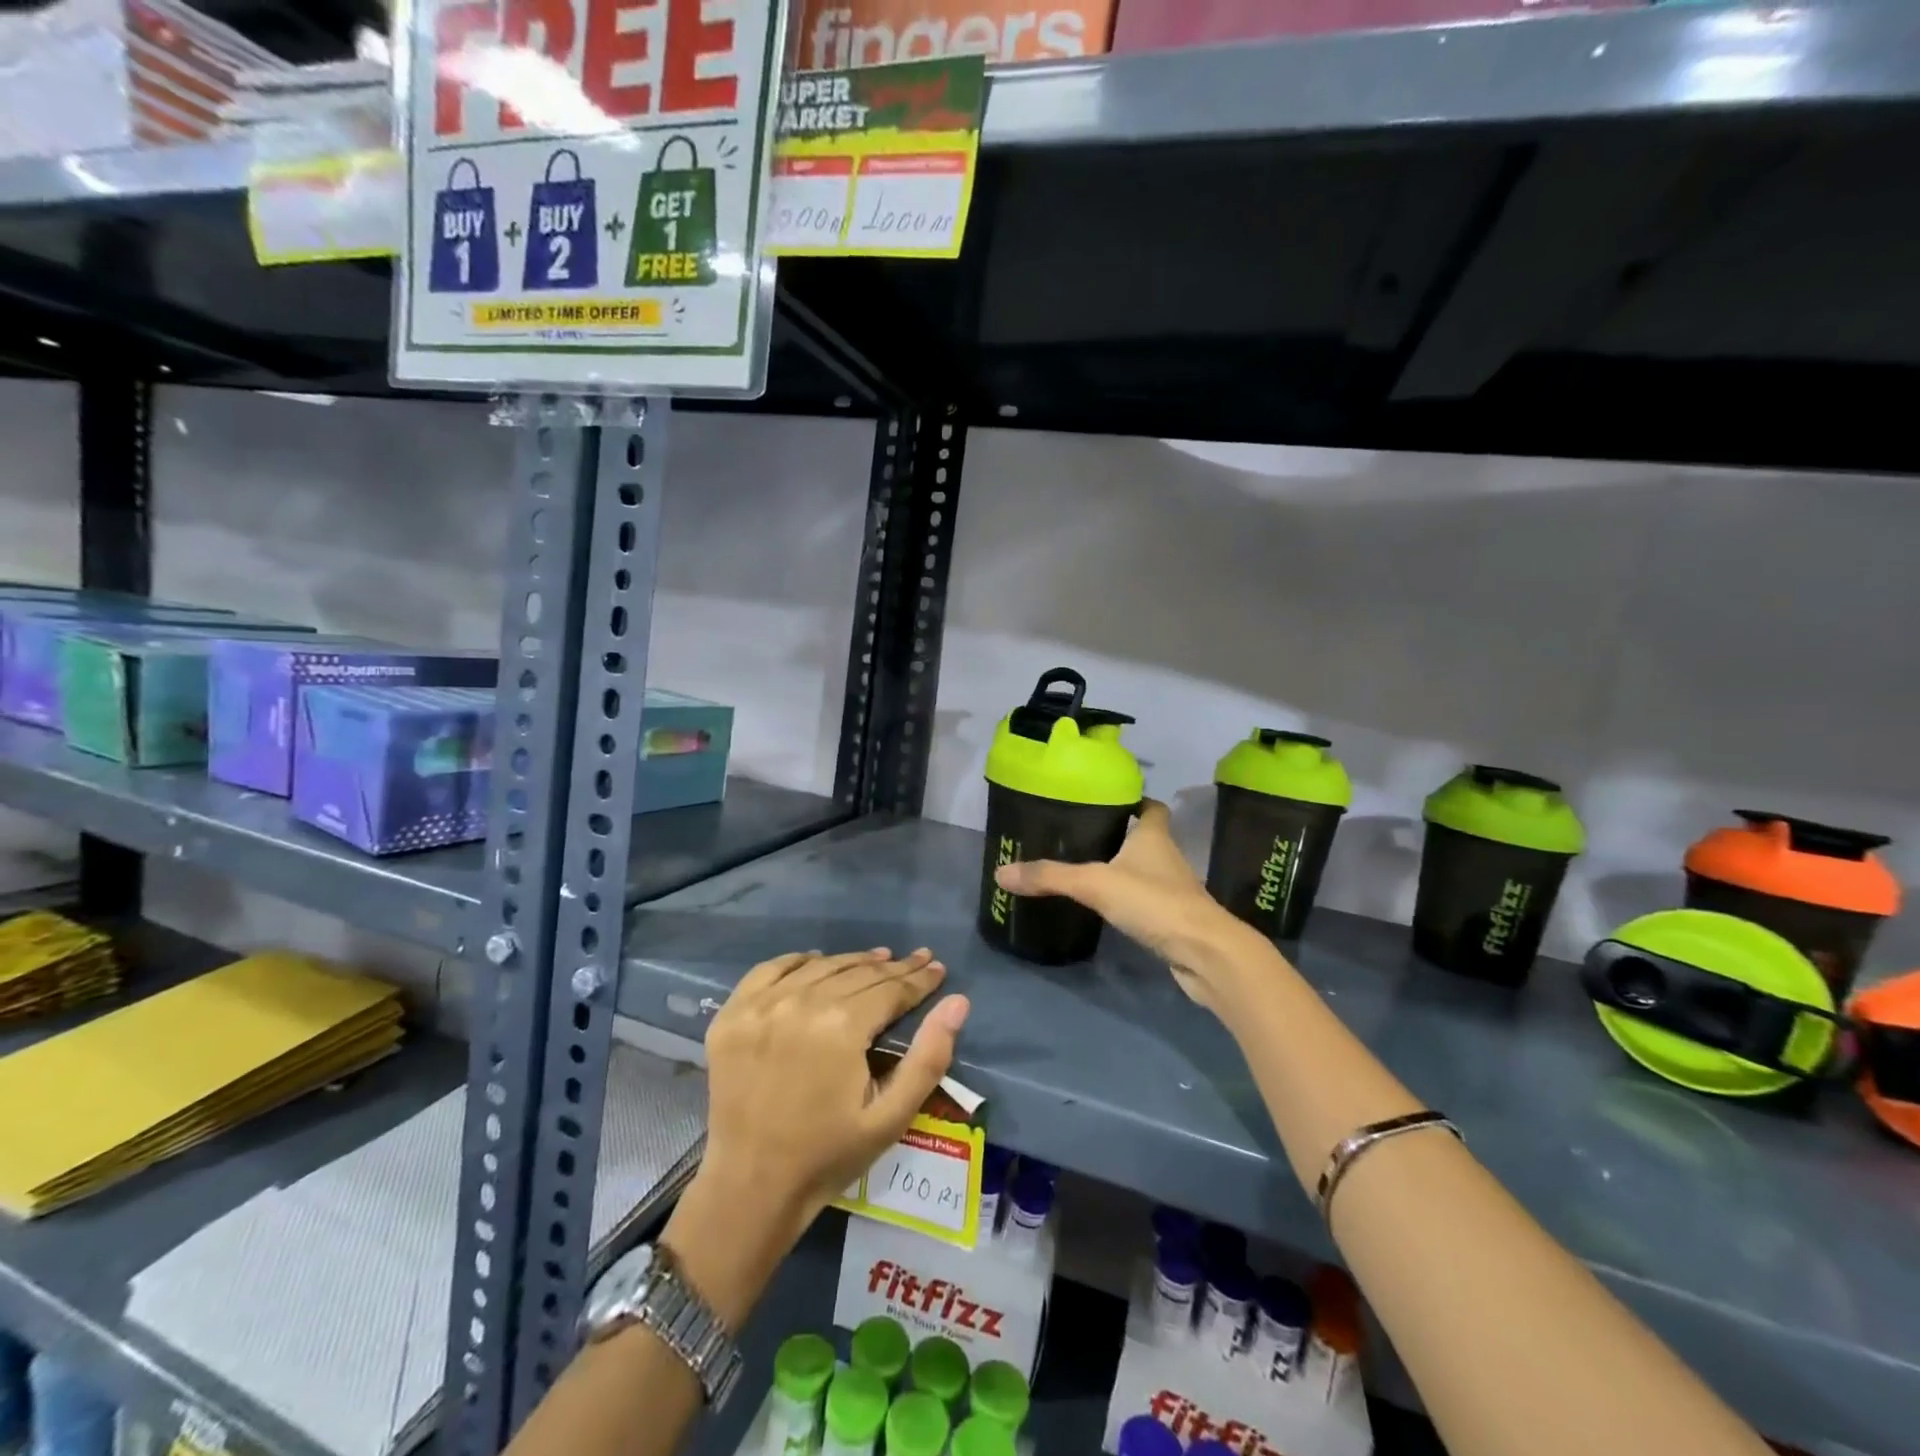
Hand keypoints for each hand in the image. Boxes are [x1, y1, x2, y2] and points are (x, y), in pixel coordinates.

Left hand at [662, 949, 970, 1325]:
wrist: (751, 1187)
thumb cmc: (828, 1155)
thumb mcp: (891, 1116)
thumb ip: (929, 1057)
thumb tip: (957, 1002)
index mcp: (841, 1026)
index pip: (890, 988)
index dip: (919, 979)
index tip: (937, 968)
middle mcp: (800, 1002)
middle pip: (858, 973)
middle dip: (893, 968)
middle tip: (917, 960)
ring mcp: (761, 1005)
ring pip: (820, 966)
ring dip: (853, 961)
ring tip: (878, 958)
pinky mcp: (732, 1013)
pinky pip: (771, 969)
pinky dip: (799, 961)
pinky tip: (817, 961)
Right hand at [993, 799, 1264, 1011]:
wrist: (1205, 954)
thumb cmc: (1154, 903)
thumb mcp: (1095, 884)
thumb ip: (1050, 877)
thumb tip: (1001, 872)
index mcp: (1154, 837)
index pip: (1151, 808)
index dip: (1135, 801)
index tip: (1109, 800)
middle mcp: (1167, 858)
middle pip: (1145, 838)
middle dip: (1119, 836)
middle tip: (1080, 835)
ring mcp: (1173, 891)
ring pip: (1145, 871)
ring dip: (1123, 869)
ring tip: (1085, 869)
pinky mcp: (1173, 920)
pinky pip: (1146, 902)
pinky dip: (1129, 900)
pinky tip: (1105, 907)